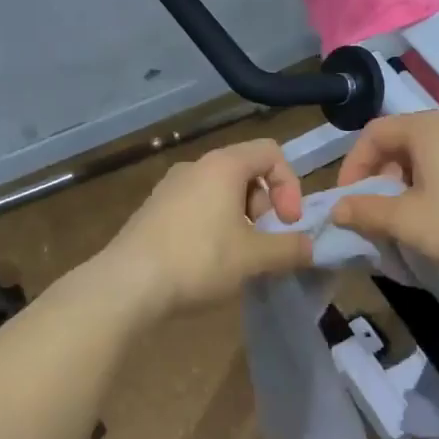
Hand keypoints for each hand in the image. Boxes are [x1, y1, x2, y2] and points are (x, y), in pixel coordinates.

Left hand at [99, 138, 313, 318]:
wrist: (127, 285)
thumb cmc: (199, 260)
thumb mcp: (254, 258)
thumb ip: (290, 249)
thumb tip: (311, 247)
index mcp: (223, 165)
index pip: (271, 153)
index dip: (290, 185)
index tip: (288, 223)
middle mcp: (195, 166)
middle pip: (246, 172)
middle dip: (265, 206)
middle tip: (264, 242)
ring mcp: (169, 188)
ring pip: (220, 192)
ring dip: (240, 220)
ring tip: (239, 256)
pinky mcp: (153, 211)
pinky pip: (196, 208)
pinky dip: (214, 226)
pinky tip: (208, 262)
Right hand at [331, 111, 438, 284]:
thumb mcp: (406, 220)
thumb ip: (367, 211)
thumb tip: (337, 209)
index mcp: (426, 130)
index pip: (373, 133)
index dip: (352, 165)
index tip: (348, 200)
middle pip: (398, 144)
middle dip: (377, 178)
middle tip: (372, 212)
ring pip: (422, 160)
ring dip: (401, 187)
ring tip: (400, 221)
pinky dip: (427, 190)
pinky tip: (432, 222)